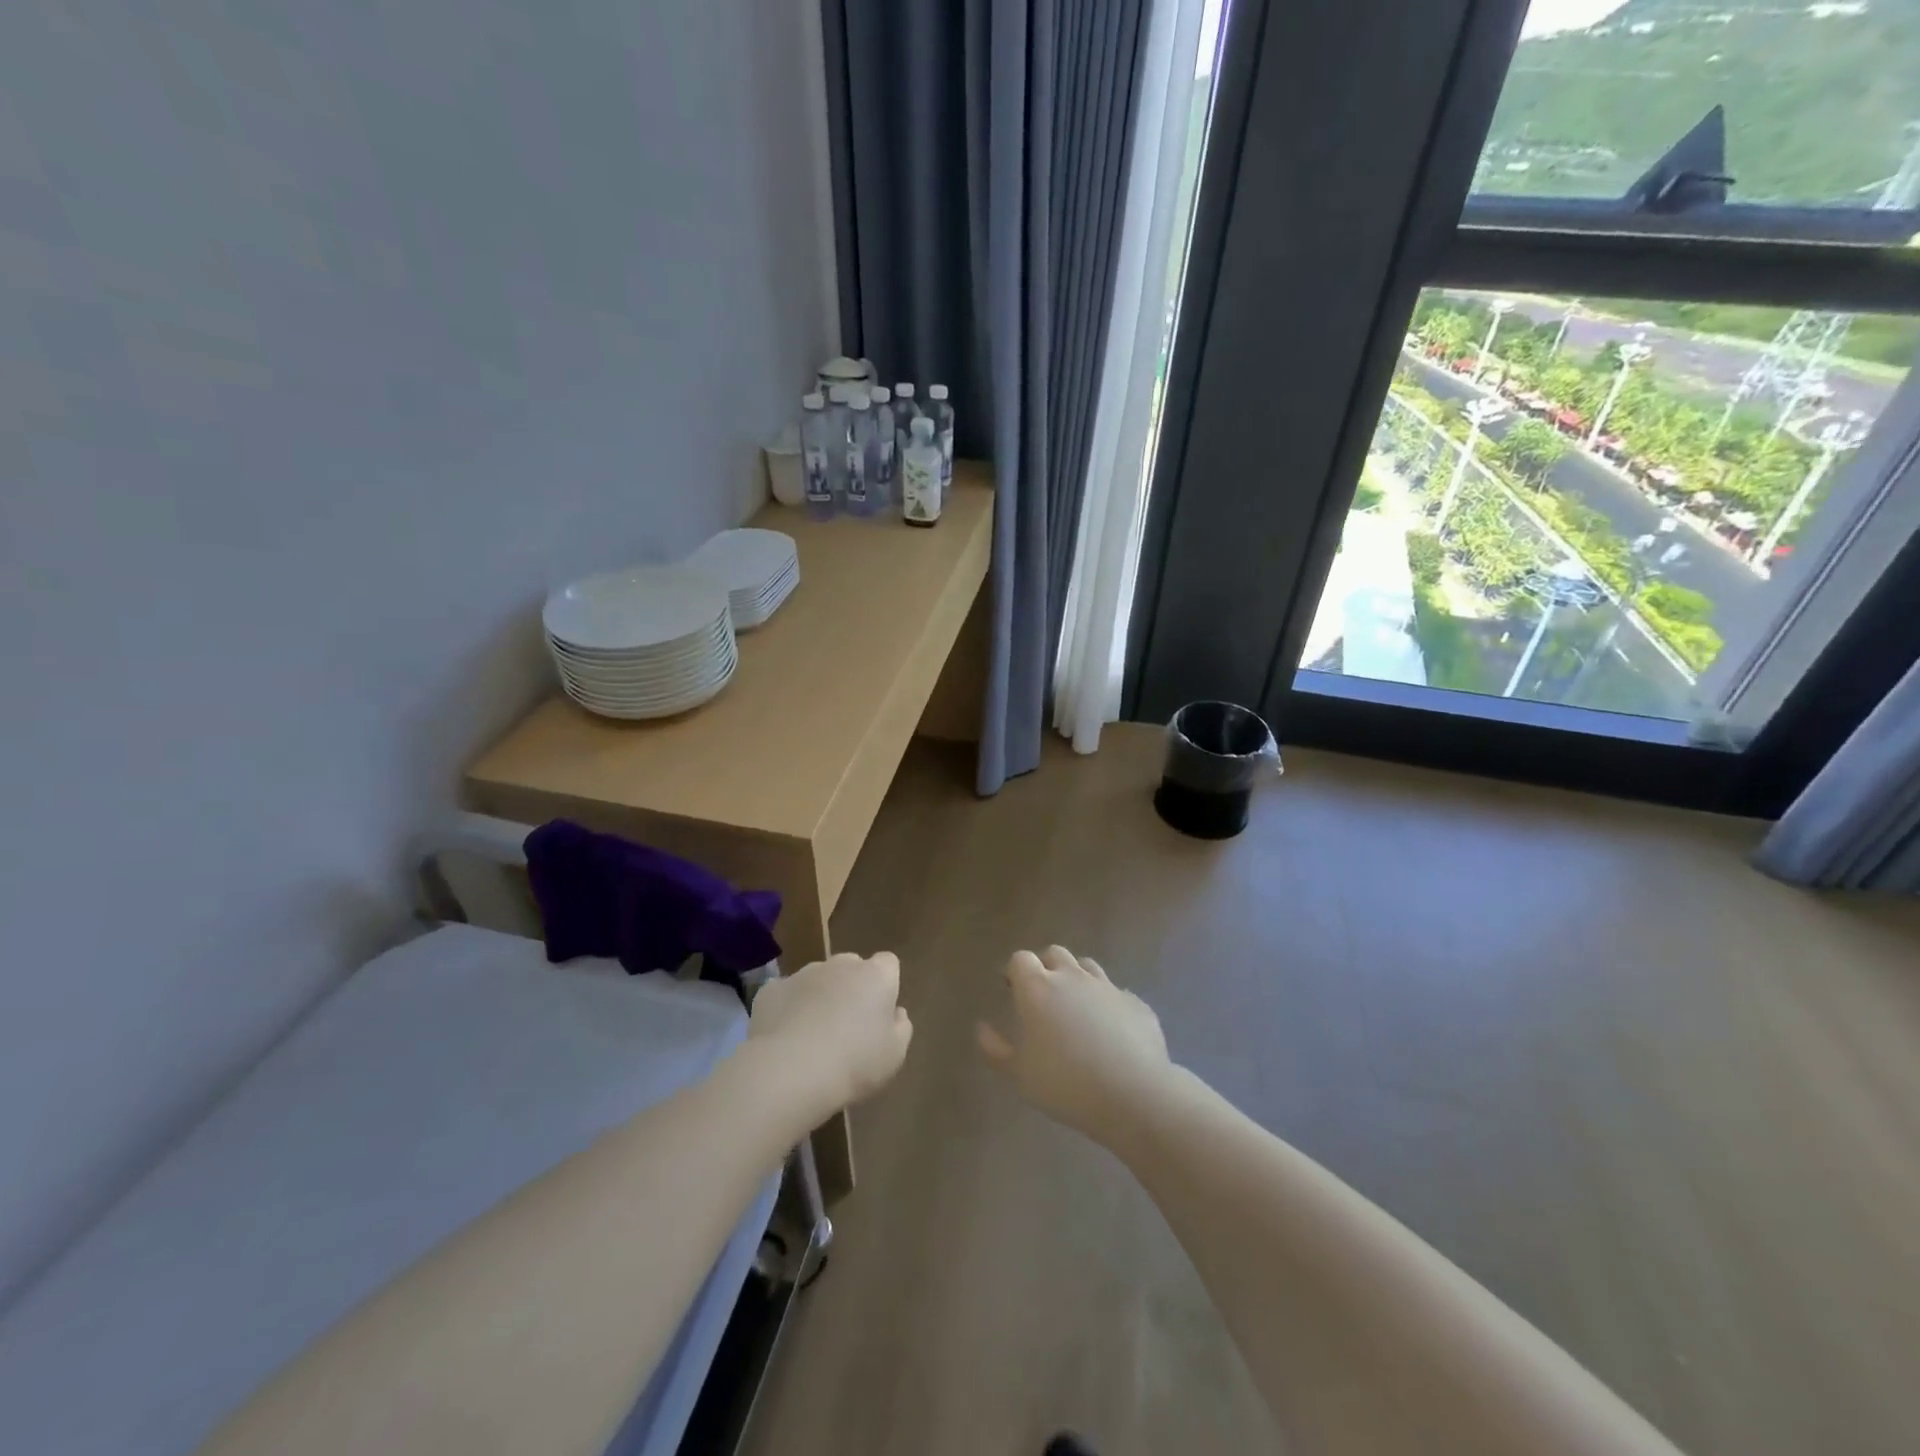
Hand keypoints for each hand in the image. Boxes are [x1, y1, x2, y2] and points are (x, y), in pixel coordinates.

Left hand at [749, 952, 913, 1117]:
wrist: (791, 1070)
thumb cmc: (854, 1062)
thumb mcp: (894, 1055)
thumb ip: (900, 1028)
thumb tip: (896, 1013)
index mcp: (875, 975)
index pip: (888, 963)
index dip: (885, 985)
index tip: (879, 1013)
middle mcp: (840, 964)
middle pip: (851, 967)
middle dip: (850, 988)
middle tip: (847, 1026)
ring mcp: (803, 973)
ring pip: (816, 979)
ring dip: (818, 997)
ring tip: (812, 1037)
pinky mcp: (771, 990)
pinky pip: (785, 994)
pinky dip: (787, 1009)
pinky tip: (785, 1038)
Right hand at [977, 946, 1172, 1145]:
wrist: (1134, 1094)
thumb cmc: (1066, 1084)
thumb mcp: (1019, 1075)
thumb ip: (996, 1049)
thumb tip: (982, 1028)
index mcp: (1039, 988)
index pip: (1020, 959)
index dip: (1014, 971)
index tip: (1011, 989)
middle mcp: (1073, 977)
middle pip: (1055, 954)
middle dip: (1045, 967)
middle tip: (1042, 996)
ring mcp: (1108, 986)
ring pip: (1087, 967)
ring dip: (1077, 979)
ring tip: (1076, 1009)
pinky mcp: (1135, 1003)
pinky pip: (1116, 994)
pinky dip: (1107, 1004)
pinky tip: (1110, 1031)